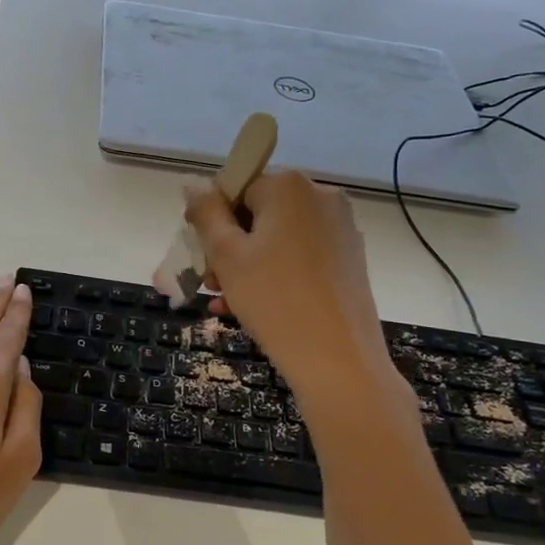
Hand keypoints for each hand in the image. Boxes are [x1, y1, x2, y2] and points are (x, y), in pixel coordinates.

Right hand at [183, 170, 403, 400]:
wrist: (338, 360)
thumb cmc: (273, 299)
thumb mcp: (226, 255)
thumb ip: (206, 214)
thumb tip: (194, 185)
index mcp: (289, 186)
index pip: (236, 187)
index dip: (213, 219)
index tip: (202, 254)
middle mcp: (321, 196)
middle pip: (258, 212)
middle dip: (229, 245)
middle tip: (210, 283)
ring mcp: (340, 228)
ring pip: (278, 237)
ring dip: (247, 264)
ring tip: (224, 301)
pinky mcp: (350, 258)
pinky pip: (300, 255)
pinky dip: (275, 273)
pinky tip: (251, 307)